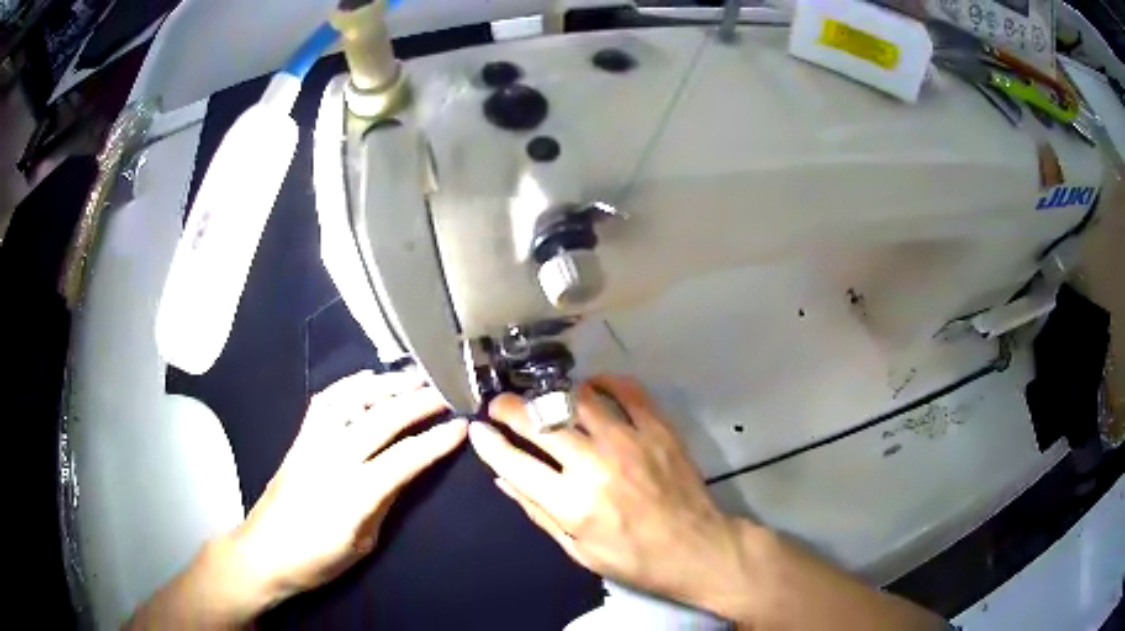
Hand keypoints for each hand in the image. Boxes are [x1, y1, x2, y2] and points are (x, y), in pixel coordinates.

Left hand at [229, 369, 465, 604]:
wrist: (264, 552)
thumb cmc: (317, 560)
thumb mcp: (363, 544)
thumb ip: (385, 502)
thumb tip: (409, 469)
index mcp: (352, 496)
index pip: (403, 459)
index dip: (435, 441)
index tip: (461, 425)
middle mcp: (330, 460)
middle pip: (380, 420)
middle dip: (418, 402)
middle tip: (446, 390)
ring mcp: (311, 444)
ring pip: (350, 401)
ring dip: (385, 385)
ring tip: (413, 377)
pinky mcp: (298, 438)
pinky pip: (325, 401)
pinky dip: (350, 385)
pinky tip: (369, 381)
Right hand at [468, 375, 747, 615]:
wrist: (695, 548)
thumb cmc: (633, 558)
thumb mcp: (577, 550)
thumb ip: (538, 511)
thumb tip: (502, 478)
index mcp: (572, 504)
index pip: (515, 463)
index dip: (489, 443)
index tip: (477, 429)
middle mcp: (595, 466)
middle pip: (540, 422)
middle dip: (509, 408)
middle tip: (500, 405)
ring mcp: (630, 442)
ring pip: (577, 399)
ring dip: (552, 394)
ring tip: (544, 399)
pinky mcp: (658, 429)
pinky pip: (626, 390)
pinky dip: (604, 382)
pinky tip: (591, 387)